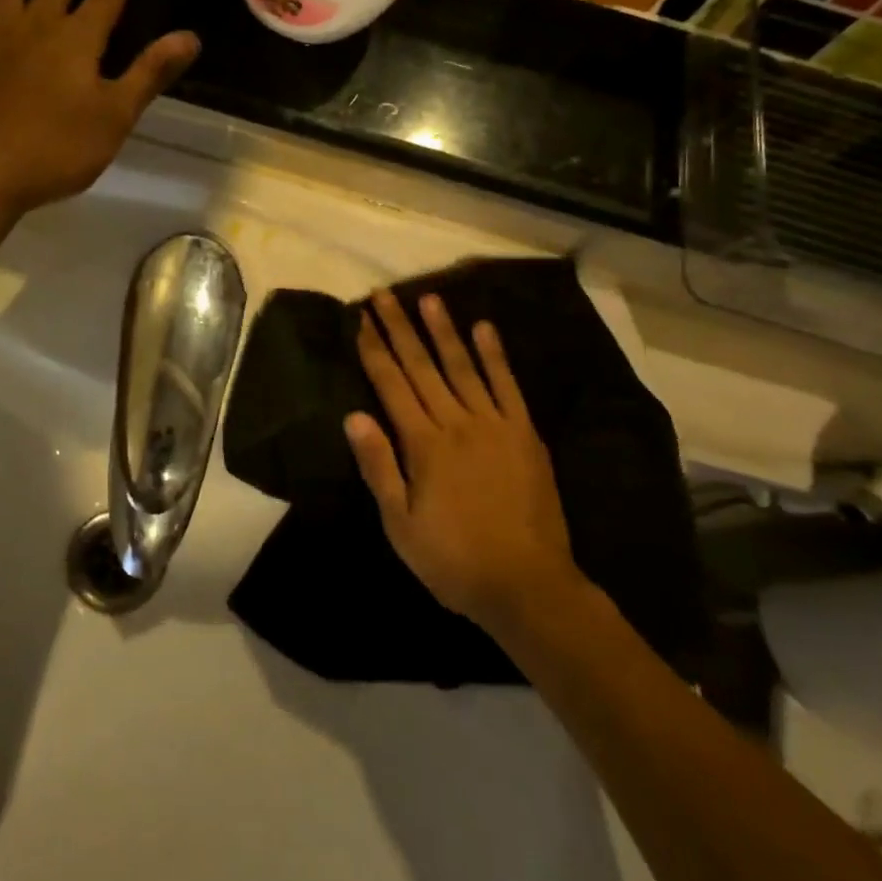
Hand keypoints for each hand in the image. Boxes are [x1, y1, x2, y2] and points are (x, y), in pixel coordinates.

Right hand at [346, 290, 588, 631]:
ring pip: (463, 367)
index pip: (391, 385)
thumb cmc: (454, 560)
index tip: (362, 319)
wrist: (527, 585)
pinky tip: (484, 329)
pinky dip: (495, 356)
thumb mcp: (401, 526)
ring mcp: (494, 424)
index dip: (375, 350)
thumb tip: (353, 416)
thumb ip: (379, 467)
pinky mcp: (524, 433)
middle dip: (400, 329)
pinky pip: (508, 386)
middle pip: (422, 367)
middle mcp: (456, 423)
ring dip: (444, 331)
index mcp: (423, 445)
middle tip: (385, 295)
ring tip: (429, 298)